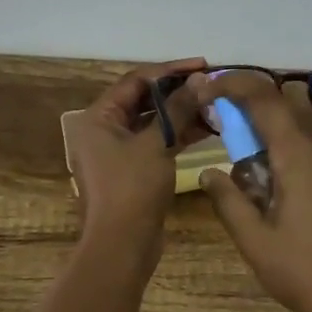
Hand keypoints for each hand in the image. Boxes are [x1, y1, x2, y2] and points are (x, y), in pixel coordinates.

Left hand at [65, 58, 209, 262]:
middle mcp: (102, 129)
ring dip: (180, 113)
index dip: (170, 71)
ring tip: (214, 106)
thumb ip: (177, 109)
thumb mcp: (156, 144)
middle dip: (177, 92)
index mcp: (97, 117)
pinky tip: (207, 129)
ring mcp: (116, 151)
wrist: (121, 246)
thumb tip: (199, 81)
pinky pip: (154, 142)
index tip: (201, 66)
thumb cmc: (132, 189)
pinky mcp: (131, 169)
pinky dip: (176, 134)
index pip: (136, 81)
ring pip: (151, 122)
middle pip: (143, 99)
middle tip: (210, 85)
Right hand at [197, 72, 311, 311]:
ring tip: (257, 207)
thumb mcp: (254, 240)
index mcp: (298, 157)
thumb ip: (228, 199)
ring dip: (267, 160)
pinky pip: (311, 164)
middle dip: (246, 136)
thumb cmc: (303, 272)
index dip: (235, 85)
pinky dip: (287, 171)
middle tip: (228, 171)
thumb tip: (208, 171)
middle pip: (277, 124)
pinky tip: (284, 212)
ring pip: (293, 148)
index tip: (209, 88)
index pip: (265, 100)